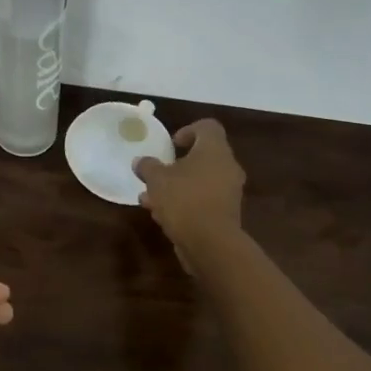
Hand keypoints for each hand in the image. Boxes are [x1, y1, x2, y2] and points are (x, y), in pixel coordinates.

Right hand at [133, 119, 245, 256]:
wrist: (210, 242)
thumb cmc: (184, 199)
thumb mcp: (156, 179)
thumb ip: (147, 166)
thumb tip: (140, 161)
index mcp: (214, 150)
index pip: (208, 127)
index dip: (188, 131)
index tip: (172, 144)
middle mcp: (227, 167)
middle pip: (203, 156)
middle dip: (178, 164)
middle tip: (159, 172)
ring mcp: (229, 192)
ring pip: (201, 181)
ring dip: (177, 186)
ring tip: (151, 198)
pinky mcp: (226, 214)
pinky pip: (203, 201)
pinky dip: (186, 203)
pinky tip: (163, 216)